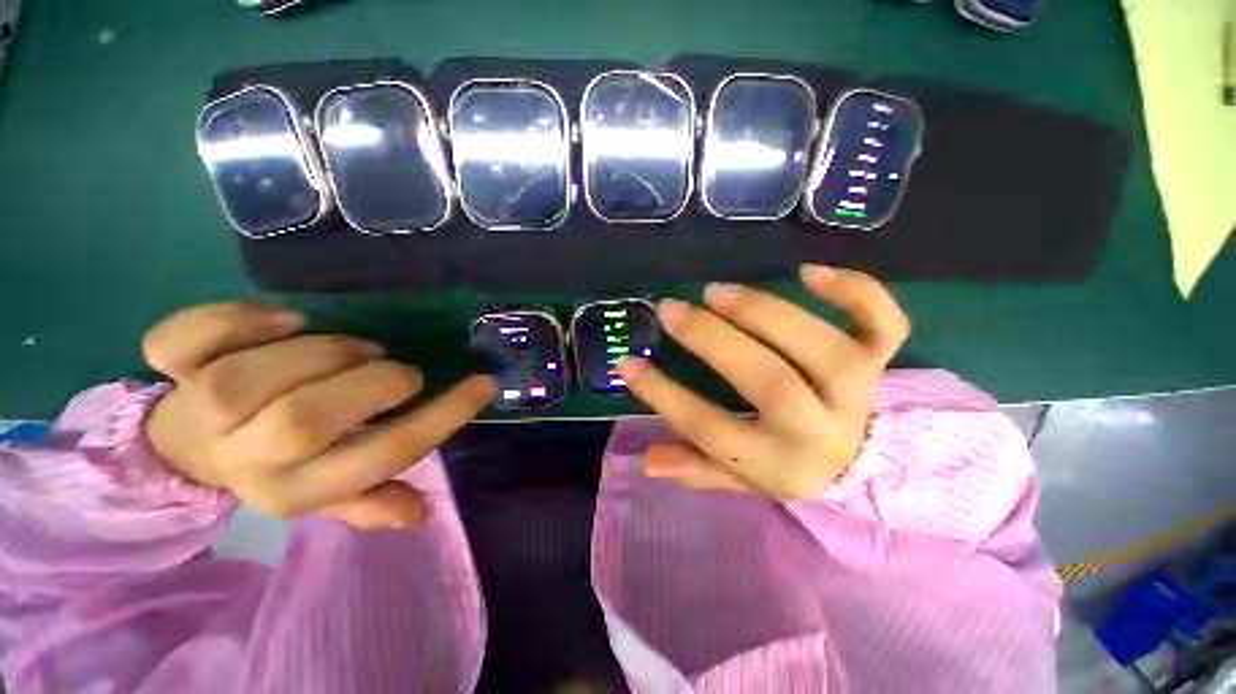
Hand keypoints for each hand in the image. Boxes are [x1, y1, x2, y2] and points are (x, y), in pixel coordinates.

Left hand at [142, 302, 494, 528]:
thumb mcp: (327, 495)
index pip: (383, 457)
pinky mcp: (170, 370)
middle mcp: (246, 459)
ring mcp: (198, 414)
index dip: (442, 417)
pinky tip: (283, 319)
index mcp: (296, 490)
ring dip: (320, 353)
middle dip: (371, 385)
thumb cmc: (276, 467)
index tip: (482, 383)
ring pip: (246, 380)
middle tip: (398, 371)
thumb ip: (371, 500)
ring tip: (356, 349)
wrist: (182, 452)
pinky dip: (233, 320)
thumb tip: (423, 512)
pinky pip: (183, 341)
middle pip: (303, 421)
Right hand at [619, 265, 909, 499]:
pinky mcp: (878, 360)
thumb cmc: (789, 465)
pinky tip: (809, 272)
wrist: (868, 466)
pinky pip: (882, 323)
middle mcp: (820, 428)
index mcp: (779, 463)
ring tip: (717, 292)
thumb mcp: (740, 477)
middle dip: (711, 340)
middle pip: (768, 381)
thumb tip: (648, 460)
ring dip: (763, 313)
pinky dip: (854, 292)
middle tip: (670, 310)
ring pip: (820, 347)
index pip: (711, 430)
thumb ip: (696, 468)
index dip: (664, 396)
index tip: (628, 365)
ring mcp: (856, 390)